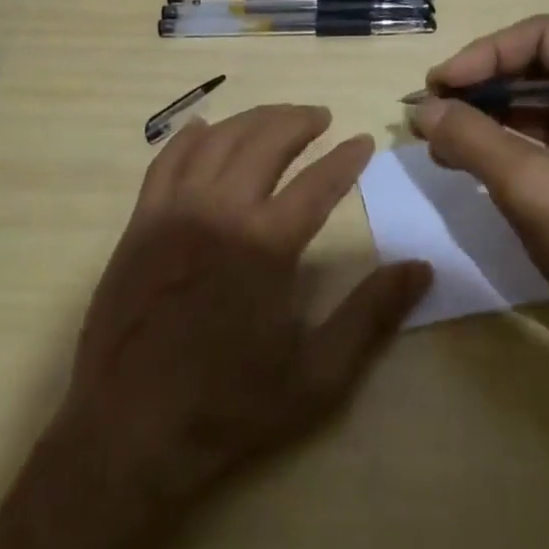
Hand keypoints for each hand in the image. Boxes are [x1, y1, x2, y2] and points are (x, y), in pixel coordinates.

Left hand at [62, 105, 431, 508]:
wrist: (127, 432)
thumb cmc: (227, 407)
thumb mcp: (316, 376)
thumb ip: (371, 316)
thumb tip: (421, 267)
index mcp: (266, 244)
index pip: (319, 181)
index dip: (346, 158)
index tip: (363, 141)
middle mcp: (220, 210)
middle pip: (266, 140)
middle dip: (299, 120)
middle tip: (322, 117)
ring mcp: (174, 209)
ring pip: (219, 139)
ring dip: (253, 119)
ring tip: (277, 118)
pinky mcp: (141, 220)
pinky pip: (168, 158)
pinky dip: (192, 136)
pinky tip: (207, 128)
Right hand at [409, 14, 548, 354]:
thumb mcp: (529, 185)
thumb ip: (470, 138)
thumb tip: (422, 110)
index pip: (541, 36)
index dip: (484, 55)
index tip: (440, 86)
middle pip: (538, 66)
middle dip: (481, 87)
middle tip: (433, 110)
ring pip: (539, 102)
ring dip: (488, 116)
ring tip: (440, 138)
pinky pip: (548, 136)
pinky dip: (507, 143)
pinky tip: (468, 160)